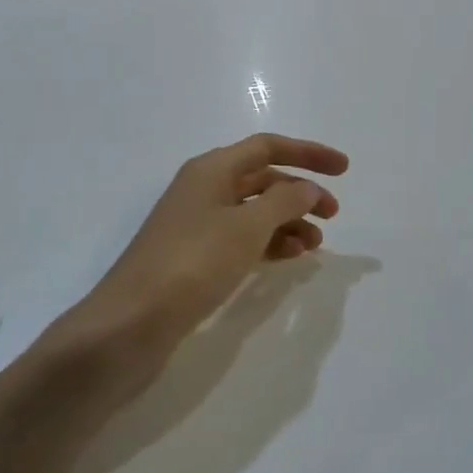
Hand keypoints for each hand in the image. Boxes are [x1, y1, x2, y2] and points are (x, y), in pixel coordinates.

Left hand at [80, 133, 348, 348]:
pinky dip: (268, 243)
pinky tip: (288, 258)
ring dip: (287, 221)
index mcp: (211, 169)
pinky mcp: (193, 258)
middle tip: (333, 215)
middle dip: (300, 192)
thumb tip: (309, 188)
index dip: (309, 153)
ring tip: (314, 245)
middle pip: (262, 178)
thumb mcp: (246, 227)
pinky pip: (242, 239)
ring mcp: (196, 225)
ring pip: (254, 211)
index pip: (268, 147)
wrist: (128, 325)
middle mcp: (203, 189)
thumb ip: (284, 201)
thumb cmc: (191, 264)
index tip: (344, 170)